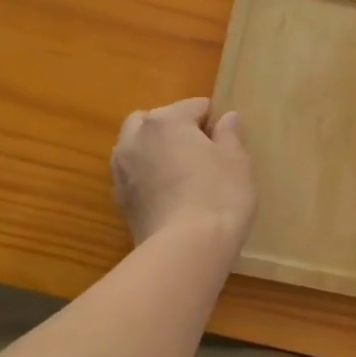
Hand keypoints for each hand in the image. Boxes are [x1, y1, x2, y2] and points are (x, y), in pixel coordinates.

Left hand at [112, 98, 254, 255]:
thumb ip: (230, 135)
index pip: (194, 106)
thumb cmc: (219, 196)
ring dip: (155, 150)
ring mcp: (121, 168)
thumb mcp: (237, 162)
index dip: (214, 121)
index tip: (227, 142)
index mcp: (166, 121)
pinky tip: (167, 194)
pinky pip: (133, 173)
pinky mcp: (118, 198)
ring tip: (181, 173)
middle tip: (201, 153)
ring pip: (137, 145)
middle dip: (175, 129)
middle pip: (156, 119)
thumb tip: (227, 117)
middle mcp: (136, 137)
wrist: (185, 249)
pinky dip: (146, 175)